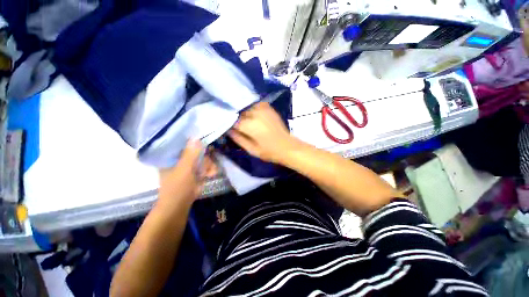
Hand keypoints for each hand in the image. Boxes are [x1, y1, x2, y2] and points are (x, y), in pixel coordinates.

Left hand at [158, 140, 209, 205]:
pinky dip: (209, 170)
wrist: (179, 206)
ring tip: (211, 171)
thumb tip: (196, 137)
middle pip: (195, 151)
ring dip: (209, 165)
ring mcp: (188, 167)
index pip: (182, 144)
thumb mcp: (184, 169)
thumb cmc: (177, 188)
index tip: (204, 140)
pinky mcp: (195, 173)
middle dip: (205, 157)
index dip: (193, 141)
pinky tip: (211, 174)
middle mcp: (180, 160)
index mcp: (171, 157)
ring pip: (202, 159)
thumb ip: (190, 154)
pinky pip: (205, 167)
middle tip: (209, 162)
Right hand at [228, 102, 297, 162]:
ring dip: (243, 113)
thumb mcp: (251, 149)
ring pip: (246, 107)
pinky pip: (255, 105)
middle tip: (235, 125)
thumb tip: (228, 129)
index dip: (229, 124)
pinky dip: (252, 109)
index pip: (232, 120)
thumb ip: (238, 138)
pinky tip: (252, 116)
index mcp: (250, 125)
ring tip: (244, 121)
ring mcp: (263, 108)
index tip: (228, 128)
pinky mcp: (268, 108)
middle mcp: (255, 113)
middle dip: (236, 118)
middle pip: (239, 112)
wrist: (288, 146)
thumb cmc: (269, 151)